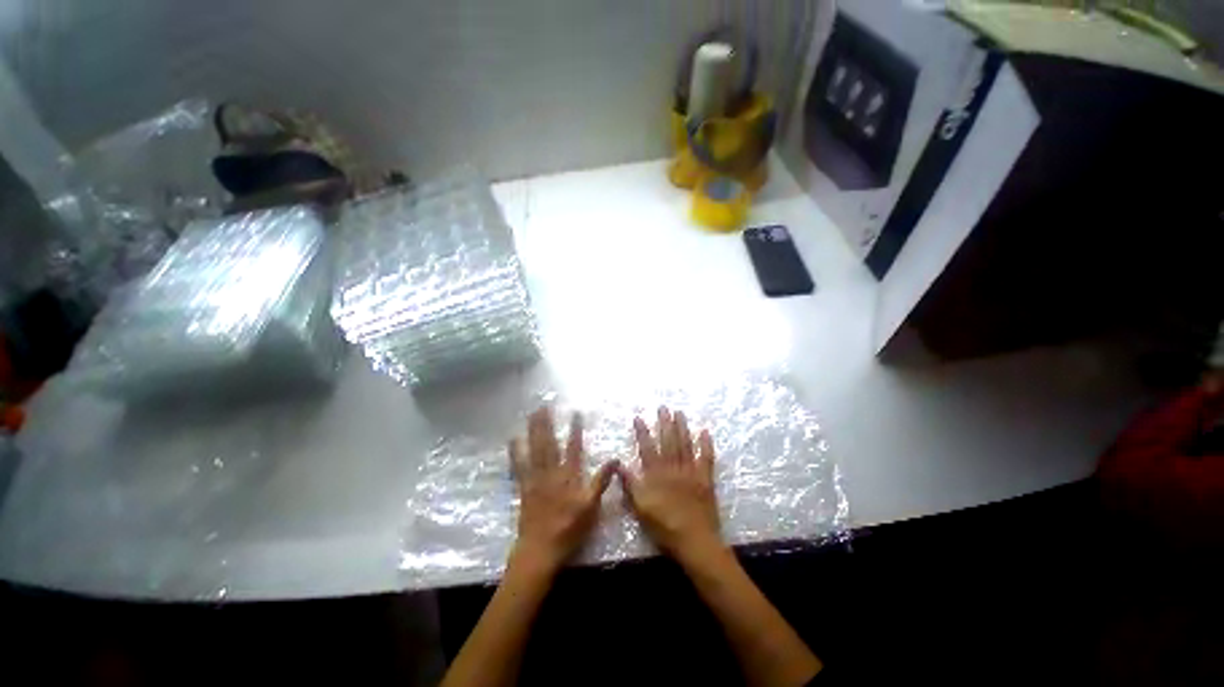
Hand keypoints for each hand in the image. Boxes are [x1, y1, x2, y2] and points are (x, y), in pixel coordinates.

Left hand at [509, 407, 617, 574]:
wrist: (541, 548)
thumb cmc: (569, 528)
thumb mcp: (591, 506)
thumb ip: (602, 481)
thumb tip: (615, 459)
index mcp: (569, 476)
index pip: (574, 447)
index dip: (575, 429)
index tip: (575, 412)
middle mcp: (552, 472)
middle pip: (549, 443)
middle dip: (547, 423)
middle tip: (544, 405)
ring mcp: (536, 478)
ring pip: (535, 449)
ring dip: (533, 431)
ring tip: (532, 414)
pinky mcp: (524, 487)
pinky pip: (519, 465)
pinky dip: (516, 451)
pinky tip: (513, 439)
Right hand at [616, 406, 721, 564]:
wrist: (694, 541)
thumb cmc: (664, 526)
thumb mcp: (640, 508)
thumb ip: (630, 485)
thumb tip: (619, 464)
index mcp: (656, 474)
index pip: (647, 448)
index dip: (642, 432)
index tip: (639, 417)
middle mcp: (673, 468)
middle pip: (668, 441)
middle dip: (665, 422)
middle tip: (663, 407)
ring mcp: (691, 472)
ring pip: (685, 445)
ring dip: (682, 427)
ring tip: (680, 413)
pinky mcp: (705, 479)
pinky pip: (706, 458)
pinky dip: (706, 445)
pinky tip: (705, 432)